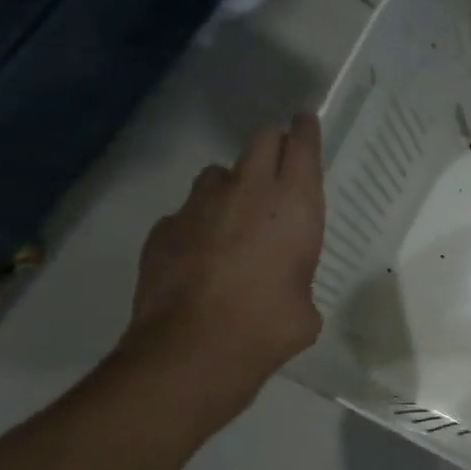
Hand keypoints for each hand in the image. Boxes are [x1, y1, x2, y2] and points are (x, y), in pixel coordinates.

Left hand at [115, 113, 325, 432]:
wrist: (194, 348)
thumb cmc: (270, 327)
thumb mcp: (305, 307)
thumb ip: (298, 281)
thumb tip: (284, 289)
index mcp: (294, 206)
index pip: (303, 146)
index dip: (306, 130)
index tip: (306, 121)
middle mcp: (247, 192)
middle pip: (261, 141)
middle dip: (273, 144)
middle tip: (279, 160)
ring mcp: (199, 205)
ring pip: (218, 173)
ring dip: (232, 184)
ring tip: (235, 215)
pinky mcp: (164, 227)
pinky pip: (187, 212)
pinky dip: (199, 223)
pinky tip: (200, 255)